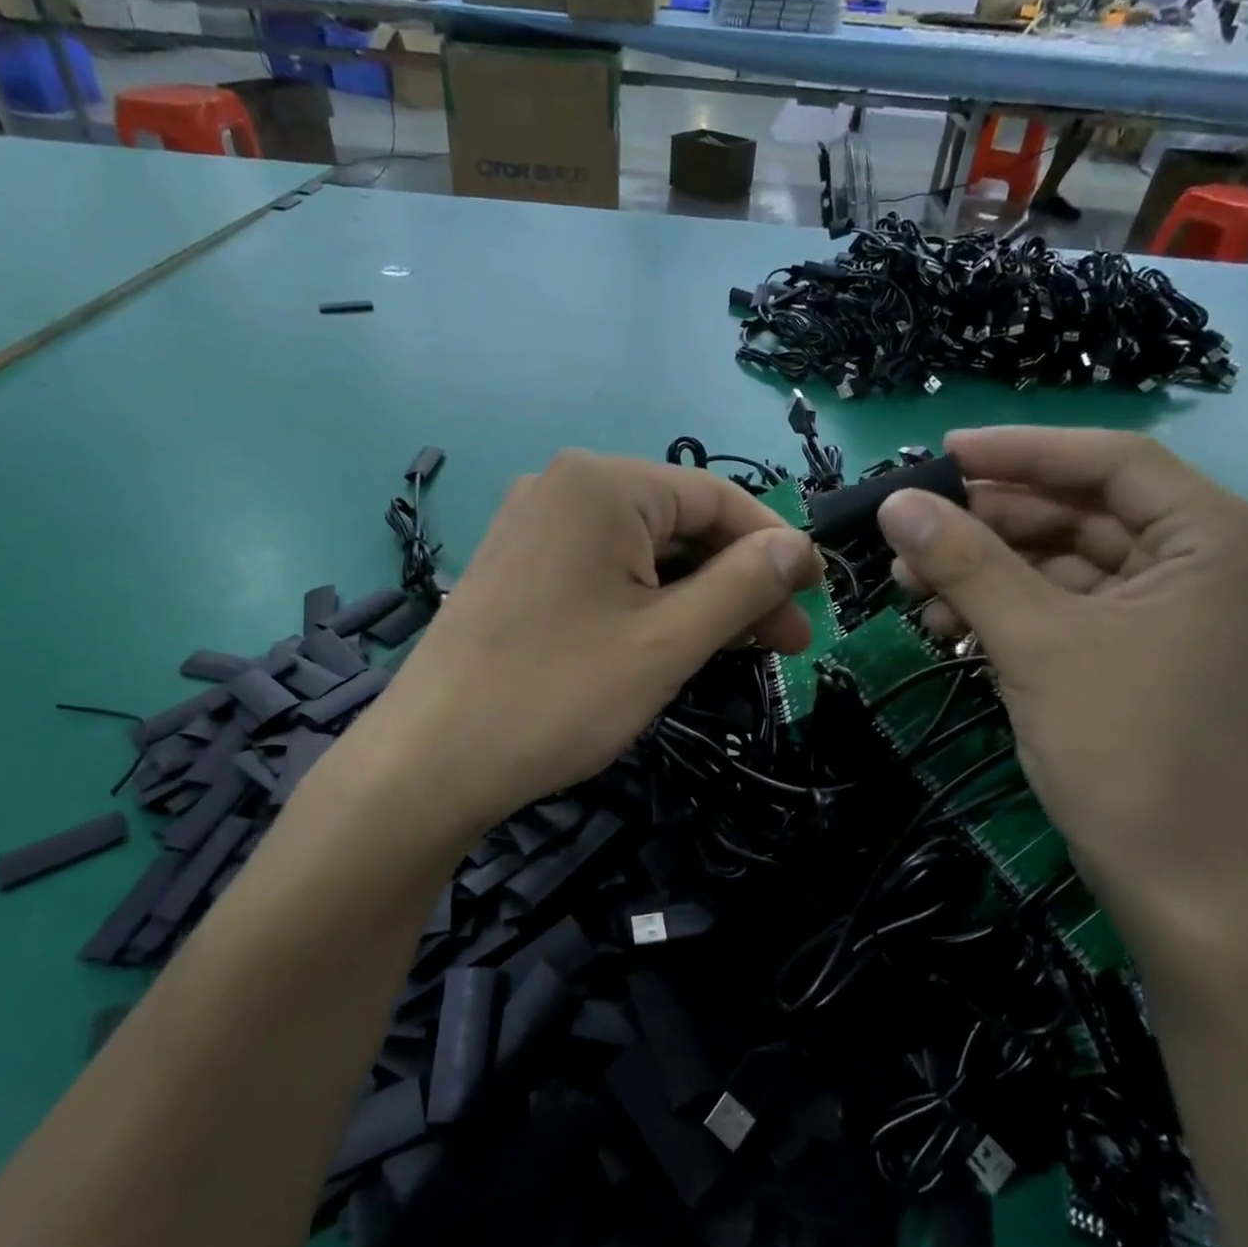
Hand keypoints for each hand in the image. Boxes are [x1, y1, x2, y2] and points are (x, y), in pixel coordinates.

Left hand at [359, 451, 821, 832]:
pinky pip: (603, 572)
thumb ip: (742, 586)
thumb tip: (799, 547)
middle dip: (737, 582)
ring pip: (642, 553)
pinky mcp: (517, 568)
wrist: (430, 763)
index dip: (775, 547)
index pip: (717, 498)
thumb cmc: (559, 695)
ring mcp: (533, 527)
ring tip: (740, 650)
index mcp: (603, 483)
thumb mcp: (669, 641)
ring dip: (697, 598)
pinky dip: (647, 603)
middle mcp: (564, 487)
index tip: (817, 596)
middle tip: (785, 642)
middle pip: (679, 525)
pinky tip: (676, 642)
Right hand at [876, 429, 1247, 931]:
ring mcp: (1179, 609)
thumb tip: (894, 502)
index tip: (940, 454)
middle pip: (1081, 511)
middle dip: (988, 523)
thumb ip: (964, 561)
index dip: (1020, 451)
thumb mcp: (1034, 643)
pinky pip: (1067, 604)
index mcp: (1222, 539)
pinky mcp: (1145, 648)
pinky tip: (946, 623)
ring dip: (986, 569)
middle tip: (908, 531)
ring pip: (1064, 560)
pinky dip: (1007, 607)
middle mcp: (1213, 560)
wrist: (1177, 883)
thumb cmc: (1123, 751)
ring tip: (910, 584)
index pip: (1111, 461)